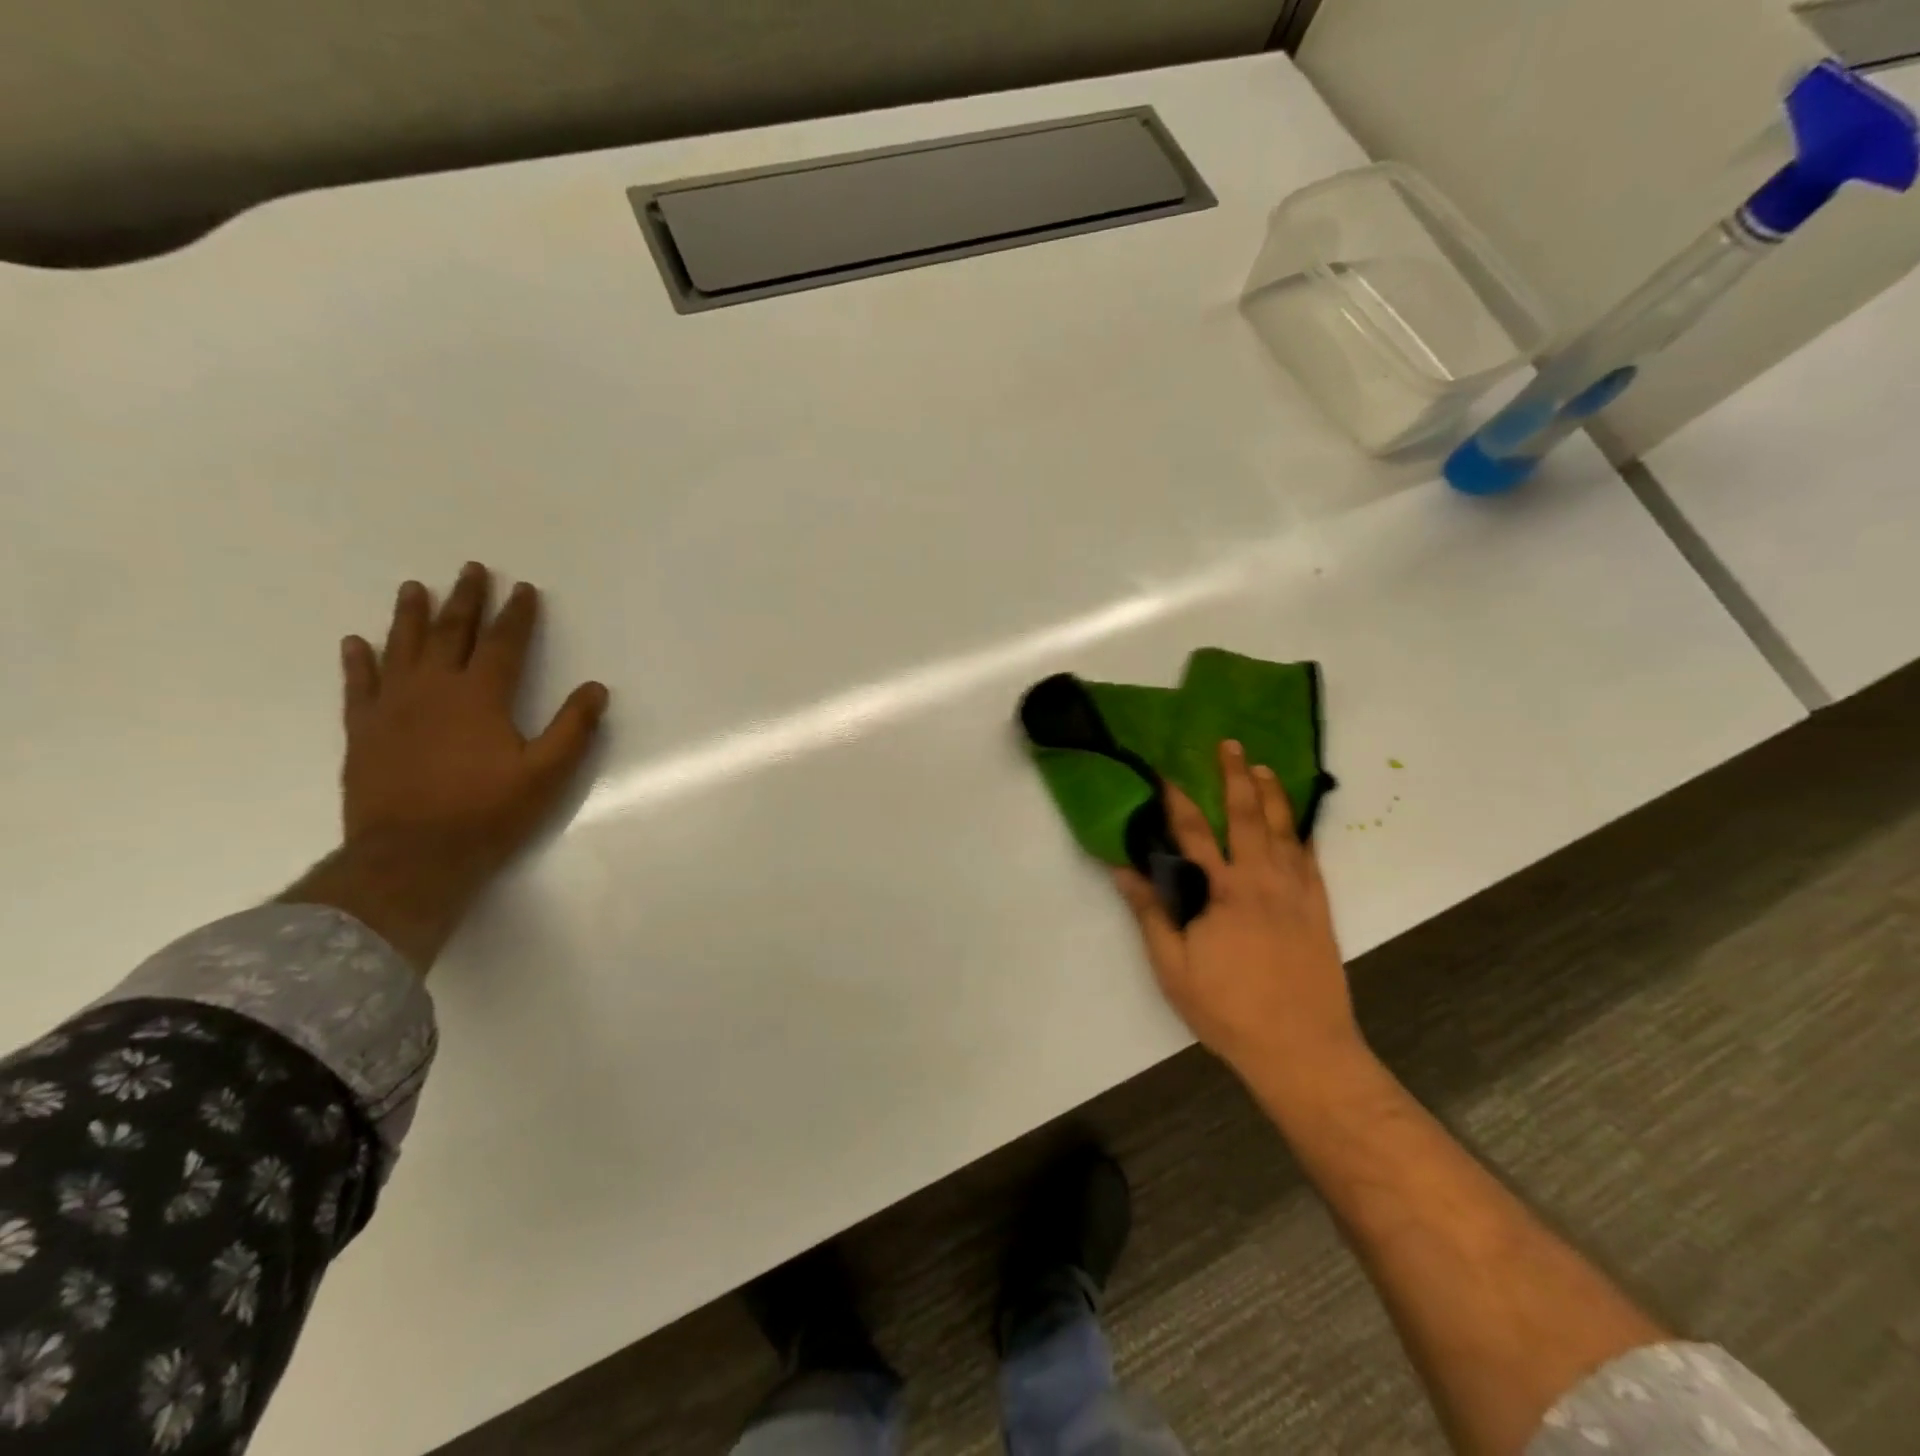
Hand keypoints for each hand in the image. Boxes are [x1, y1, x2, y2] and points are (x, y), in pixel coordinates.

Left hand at [284, 562, 607, 970]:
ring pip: (401, 648)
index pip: (503, 643)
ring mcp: (392, 707)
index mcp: (481, 696)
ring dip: (410, 615)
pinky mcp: (363, 731)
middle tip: (471, 569)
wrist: (411, 856)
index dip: (517, 614)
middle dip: (466, 599)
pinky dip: (358, 661)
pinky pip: (358, 685)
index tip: (524, 588)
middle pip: (450, 632)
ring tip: (415, 587)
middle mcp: (434, 689)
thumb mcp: (546, 774)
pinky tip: (357, 642)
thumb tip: (595, 688)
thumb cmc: (487, 812)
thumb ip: (573, 728)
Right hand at [1114, 740, 1362, 1081]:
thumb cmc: (1227, 1009)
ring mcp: (1296, 892)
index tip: (1165, 771)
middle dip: (1235, 777)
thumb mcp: (1173, 967)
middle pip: (1246, 816)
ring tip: (1263, 767)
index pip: (1193, 833)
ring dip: (1272, 795)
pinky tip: (1299, 822)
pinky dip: (1303, 833)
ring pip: (1284, 830)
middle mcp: (1261, 880)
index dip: (1176, 799)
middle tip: (1229, 744)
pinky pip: (1311, 859)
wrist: (1302, 1048)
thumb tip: (1123, 869)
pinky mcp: (1319, 909)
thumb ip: (1151, 913)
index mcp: (1221, 892)